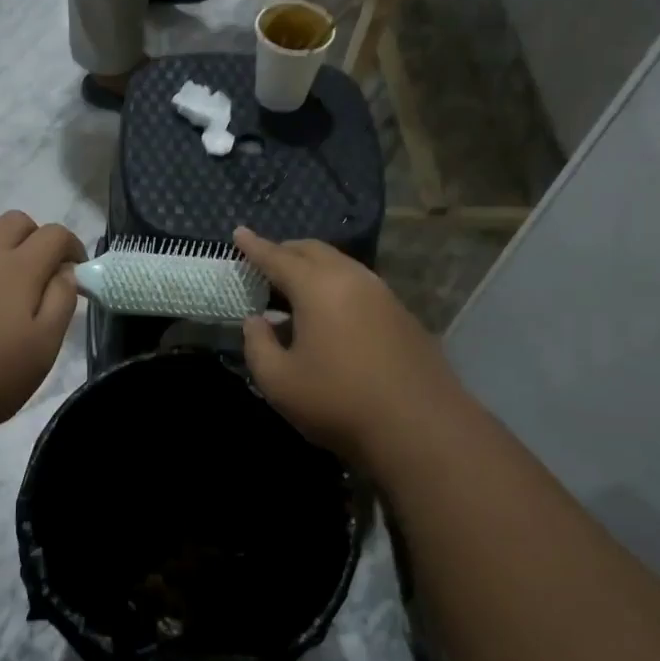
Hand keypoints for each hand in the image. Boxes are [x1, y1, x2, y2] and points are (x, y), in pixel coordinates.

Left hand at [0, 211, 85, 434]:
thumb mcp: (45, 347)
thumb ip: (61, 302)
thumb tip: (66, 273)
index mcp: (20, 270)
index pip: (54, 235)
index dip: (72, 247)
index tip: (76, 271)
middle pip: (15, 220)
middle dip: (36, 236)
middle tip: (41, 269)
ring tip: (1, 259)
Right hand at [235, 227, 465, 465]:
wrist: (420, 428)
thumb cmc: (338, 402)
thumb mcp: (279, 381)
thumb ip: (257, 345)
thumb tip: (256, 321)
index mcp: (318, 287)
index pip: (278, 257)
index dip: (254, 246)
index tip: (238, 232)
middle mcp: (353, 279)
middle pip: (314, 251)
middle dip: (285, 251)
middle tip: (265, 260)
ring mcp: (383, 295)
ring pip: (341, 266)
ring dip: (313, 269)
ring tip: (295, 288)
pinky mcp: (402, 316)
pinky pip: (359, 286)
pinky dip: (336, 287)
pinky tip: (330, 316)